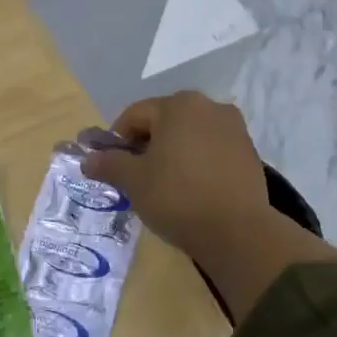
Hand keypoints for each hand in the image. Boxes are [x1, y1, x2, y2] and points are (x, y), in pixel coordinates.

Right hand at [82, 93, 336, 323]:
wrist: (236, 231)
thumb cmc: (177, 197)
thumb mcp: (134, 181)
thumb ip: (108, 164)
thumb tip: (87, 160)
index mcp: (179, 105)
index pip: (134, 115)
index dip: (117, 140)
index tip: (112, 167)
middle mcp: (210, 106)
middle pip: (164, 122)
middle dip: (145, 146)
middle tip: (135, 177)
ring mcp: (234, 128)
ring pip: (189, 136)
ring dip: (171, 154)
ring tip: (163, 185)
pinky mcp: (249, 152)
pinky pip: (211, 150)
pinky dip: (195, 163)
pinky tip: (190, 189)